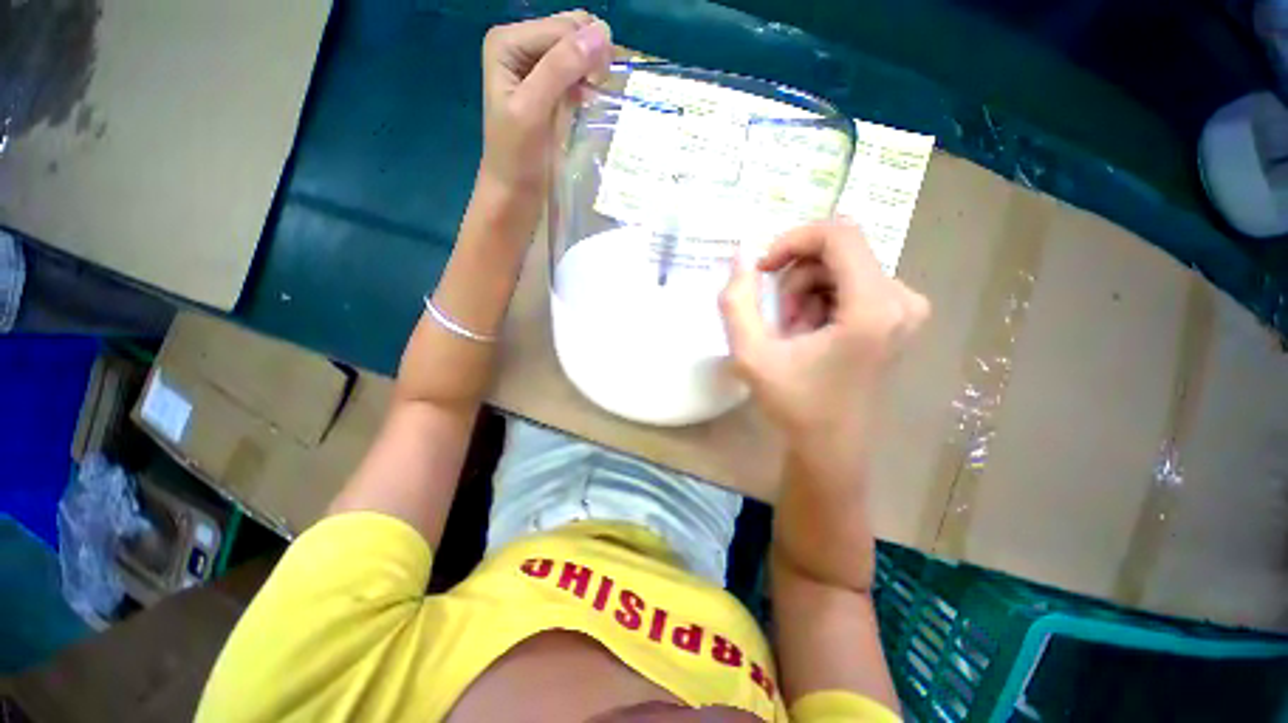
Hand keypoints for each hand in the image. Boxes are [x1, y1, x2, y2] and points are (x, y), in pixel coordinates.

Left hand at [480, 12, 611, 195]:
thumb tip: (602, 33)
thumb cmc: (518, 157)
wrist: (515, 193)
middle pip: (570, 33)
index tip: (598, 84)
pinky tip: (587, 101)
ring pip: (578, 52)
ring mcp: (536, 68)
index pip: (562, 27)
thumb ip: (561, 68)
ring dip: (591, 70)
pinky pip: (578, 73)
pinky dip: (588, 84)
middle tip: (595, 90)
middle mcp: (521, 47)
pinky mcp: (549, 90)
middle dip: (589, 56)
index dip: (586, 48)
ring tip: (591, 97)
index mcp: (508, 42)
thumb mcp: (533, 110)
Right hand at [720, 221, 929, 446]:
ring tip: (792, 333)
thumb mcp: (751, 354)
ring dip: (806, 293)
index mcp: (872, 308)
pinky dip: (823, 301)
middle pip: (838, 252)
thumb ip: (737, 302)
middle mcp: (902, 300)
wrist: (831, 447)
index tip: (762, 269)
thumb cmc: (794, 405)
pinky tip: (811, 335)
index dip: (792, 240)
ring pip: (842, 268)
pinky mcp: (899, 318)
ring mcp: (906, 309)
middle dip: (795, 278)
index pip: (838, 234)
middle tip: (777, 319)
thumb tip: (741, 256)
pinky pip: (853, 285)